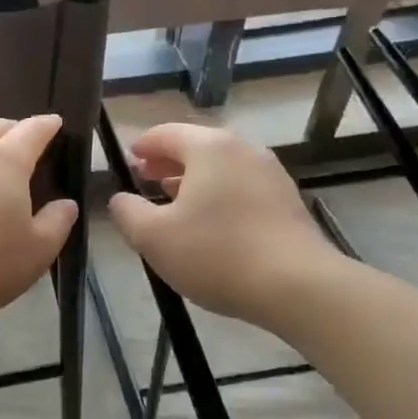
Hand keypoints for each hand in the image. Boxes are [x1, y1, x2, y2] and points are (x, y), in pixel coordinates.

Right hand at [107, 124, 339, 322]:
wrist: (297, 285)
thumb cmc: (216, 253)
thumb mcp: (153, 237)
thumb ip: (127, 212)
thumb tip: (120, 199)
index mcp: (209, 147)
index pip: (166, 133)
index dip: (143, 145)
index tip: (129, 158)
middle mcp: (243, 149)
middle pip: (197, 146)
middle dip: (168, 161)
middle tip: (146, 177)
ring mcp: (270, 173)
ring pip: (222, 167)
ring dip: (194, 179)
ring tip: (174, 199)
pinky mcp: (287, 200)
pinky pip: (242, 186)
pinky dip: (219, 193)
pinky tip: (211, 221)